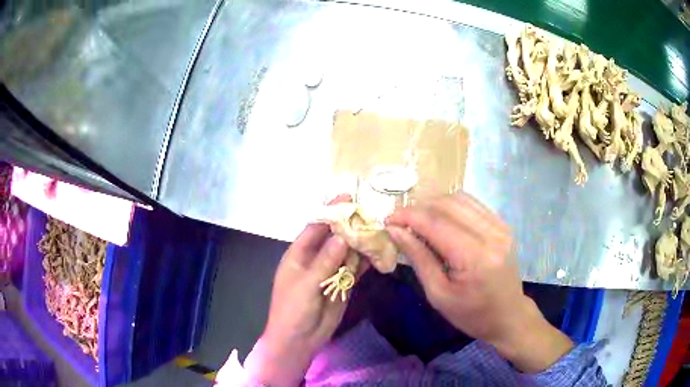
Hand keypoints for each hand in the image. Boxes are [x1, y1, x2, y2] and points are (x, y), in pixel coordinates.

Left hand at [244, 196, 367, 385]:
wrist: (299, 340)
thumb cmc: (293, 310)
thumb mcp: (306, 285)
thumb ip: (325, 261)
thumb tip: (342, 236)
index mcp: (299, 255)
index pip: (315, 228)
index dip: (330, 213)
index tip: (348, 199)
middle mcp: (315, 259)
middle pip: (334, 237)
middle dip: (350, 226)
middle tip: (371, 214)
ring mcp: (330, 272)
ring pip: (347, 252)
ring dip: (360, 243)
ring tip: (379, 231)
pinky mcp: (343, 284)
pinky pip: (355, 269)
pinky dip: (365, 261)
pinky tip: (378, 253)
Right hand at [386, 193, 572, 372]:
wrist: (508, 316)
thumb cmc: (470, 314)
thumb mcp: (438, 294)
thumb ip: (418, 258)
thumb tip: (395, 230)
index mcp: (475, 257)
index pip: (436, 223)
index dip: (408, 216)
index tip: (387, 219)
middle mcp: (491, 234)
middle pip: (447, 204)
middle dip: (418, 208)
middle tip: (401, 222)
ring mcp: (500, 226)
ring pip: (460, 199)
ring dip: (434, 205)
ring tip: (419, 221)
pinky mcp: (503, 225)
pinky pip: (472, 204)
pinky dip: (451, 207)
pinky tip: (441, 220)